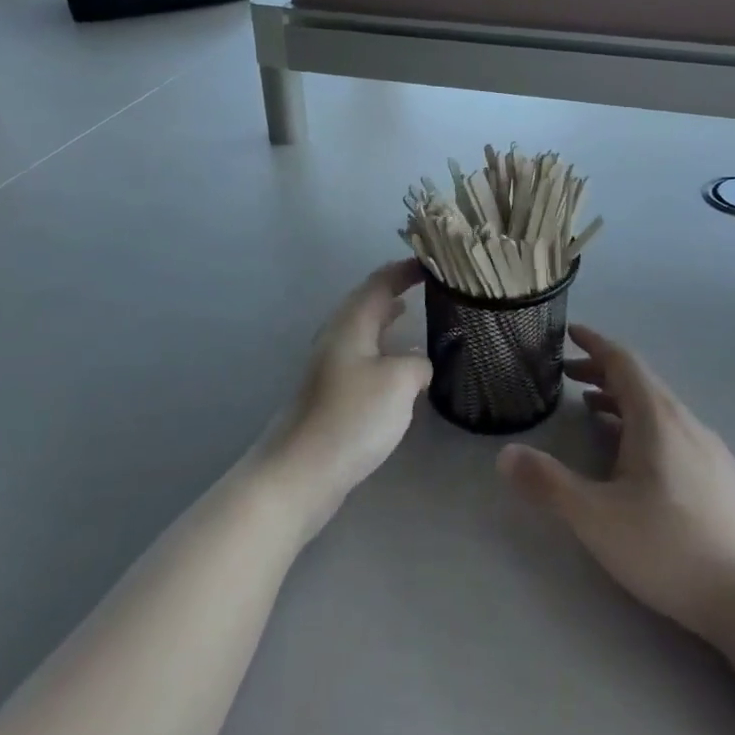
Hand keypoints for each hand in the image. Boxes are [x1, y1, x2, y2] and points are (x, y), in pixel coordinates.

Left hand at [260, 259, 432, 533]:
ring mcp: (331, 364)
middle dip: (396, 288)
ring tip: (414, 311)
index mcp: (351, 322)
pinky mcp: (331, 391)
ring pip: (364, 327)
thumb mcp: (399, 382)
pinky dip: (383, 346)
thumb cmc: (352, 417)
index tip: (433, 262)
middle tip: (429, 285)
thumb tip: (419, 362)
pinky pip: (363, 353)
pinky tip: (398, 363)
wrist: (301, 472)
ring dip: (388, 317)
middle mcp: (338, 335)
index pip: (380, 281)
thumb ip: (417, 363)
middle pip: (368, 300)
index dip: (406, 269)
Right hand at [499, 326, 734, 673]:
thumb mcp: (597, 519)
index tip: (570, 332)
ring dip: (623, 400)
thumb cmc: (670, 548)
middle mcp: (686, 422)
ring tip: (594, 410)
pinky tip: (636, 458)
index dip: (595, 343)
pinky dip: (644, 425)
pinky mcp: (721, 478)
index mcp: (657, 418)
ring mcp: (709, 450)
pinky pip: (674, 431)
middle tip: (569, 376)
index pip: (623, 361)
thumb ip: (548, 484)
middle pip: (641, 381)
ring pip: (659, 408)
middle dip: (603, 372)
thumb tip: (504, 455)